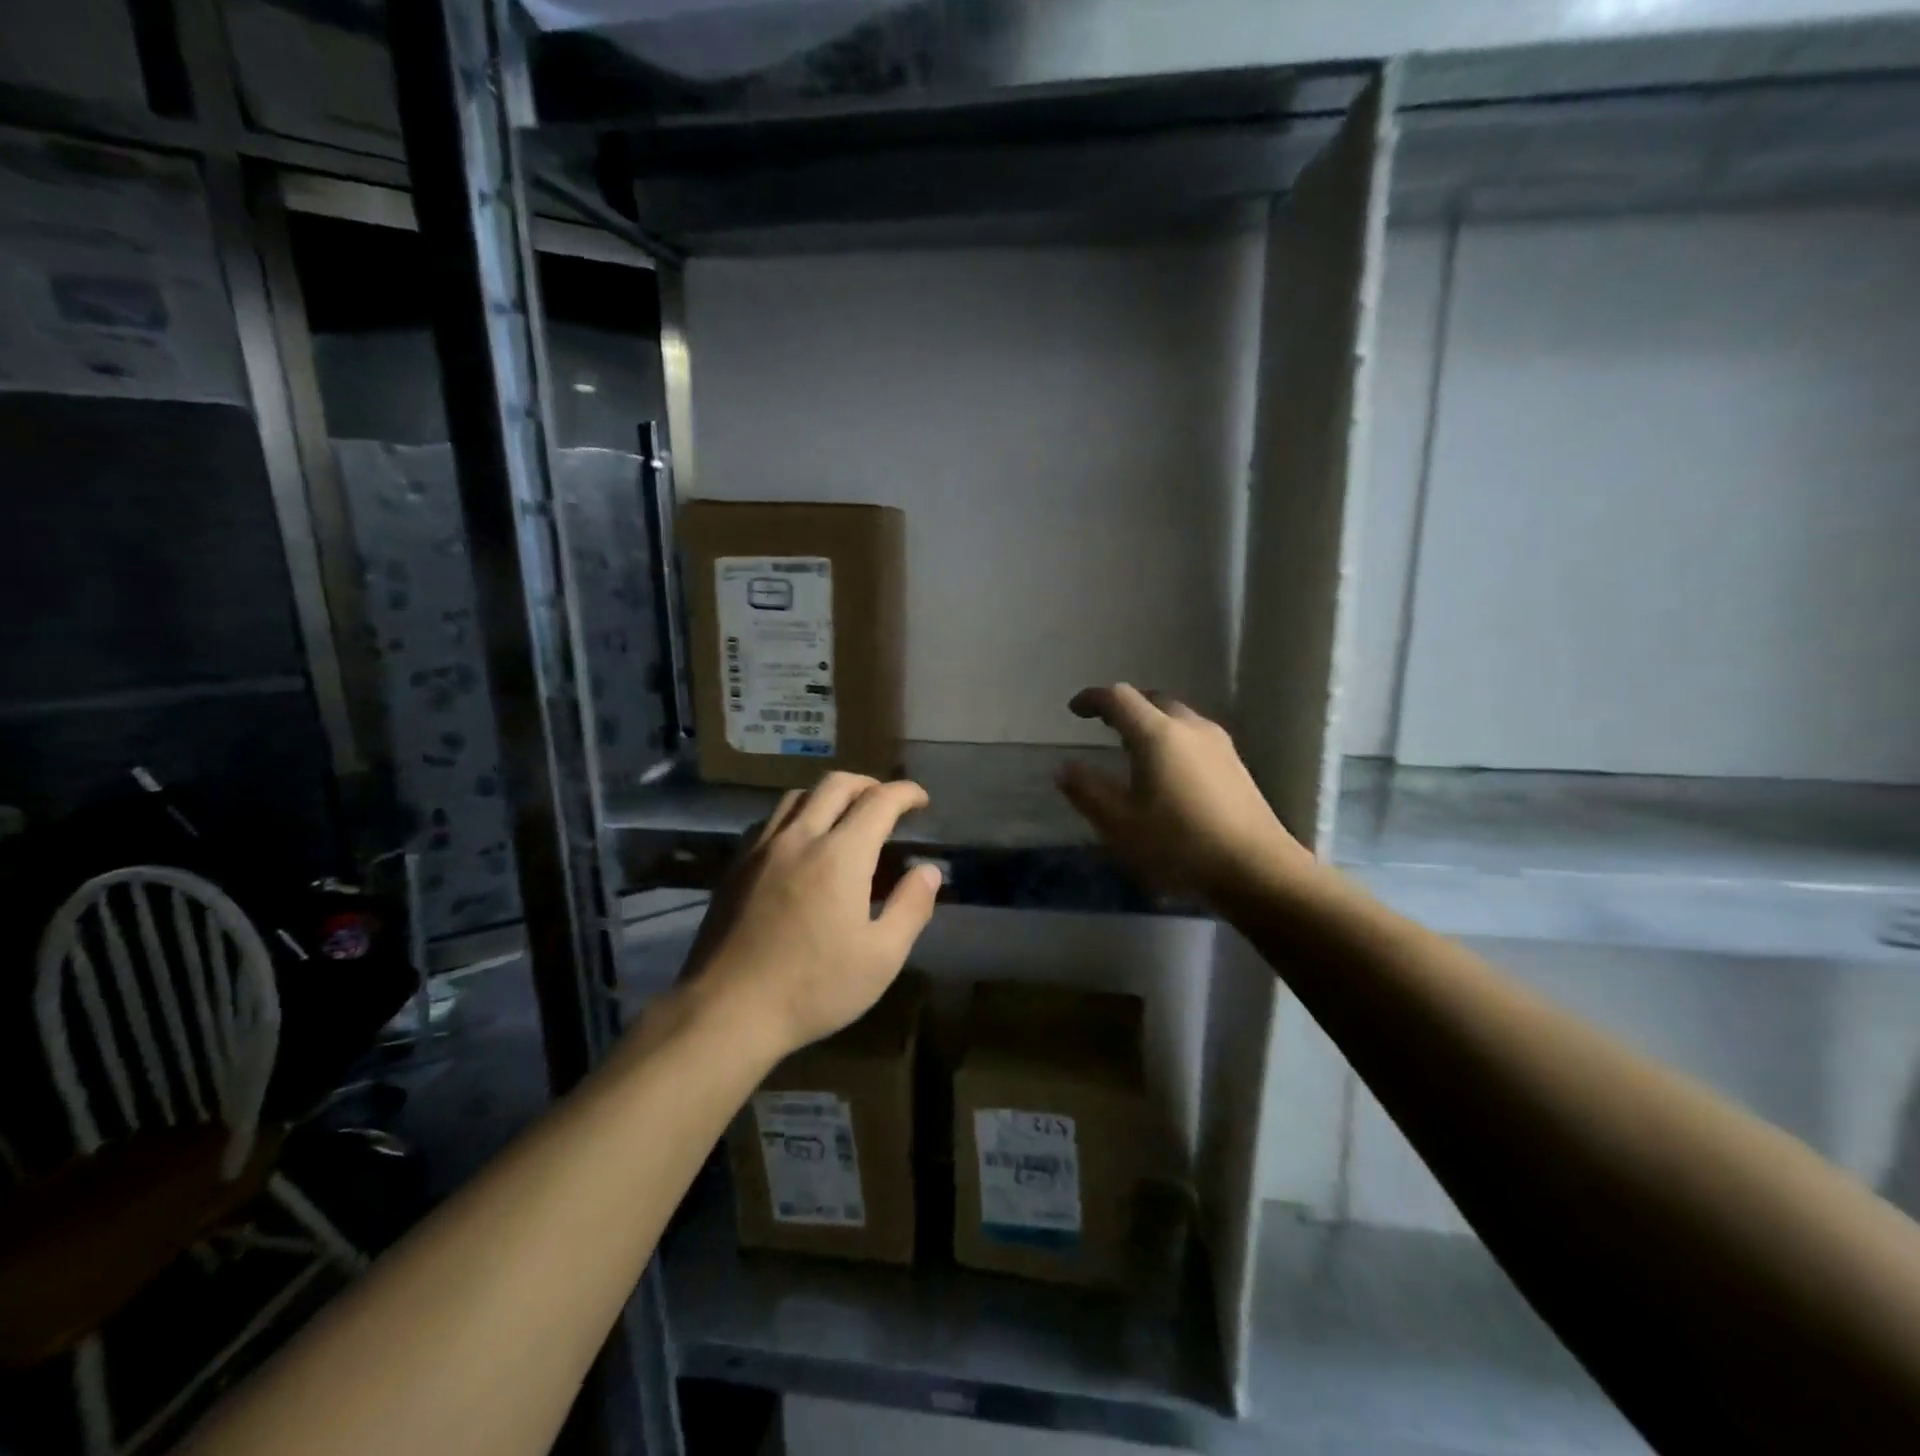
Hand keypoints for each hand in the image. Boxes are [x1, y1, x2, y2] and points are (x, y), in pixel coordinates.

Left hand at [685, 772, 941, 1060]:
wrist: (726, 1011)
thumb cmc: (813, 988)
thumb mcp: (881, 958)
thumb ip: (910, 907)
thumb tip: (928, 871)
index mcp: (840, 855)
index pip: (879, 801)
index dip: (905, 793)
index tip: (920, 800)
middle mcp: (800, 837)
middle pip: (836, 785)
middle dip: (868, 784)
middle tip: (886, 803)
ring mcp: (762, 849)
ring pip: (798, 796)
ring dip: (829, 795)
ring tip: (845, 817)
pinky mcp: (736, 866)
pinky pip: (771, 820)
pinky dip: (797, 815)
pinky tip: (801, 843)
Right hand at [1056, 684, 1316, 903]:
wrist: (1257, 870)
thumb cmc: (1179, 845)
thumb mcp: (1120, 824)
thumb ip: (1087, 792)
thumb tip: (1065, 768)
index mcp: (1158, 734)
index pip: (1119, 698)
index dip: (1092, 699)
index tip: (1074, 710)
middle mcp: (1190, 727)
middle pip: (1151, 700)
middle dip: (1124, 707)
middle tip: (1103, 724)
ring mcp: (1219, 744)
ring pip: (1176, 717)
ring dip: (1149, 722)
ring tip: (1132, 747)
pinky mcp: (1235, 764)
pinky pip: (1193, 736)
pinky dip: (1170, 738)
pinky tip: (1166, 770)